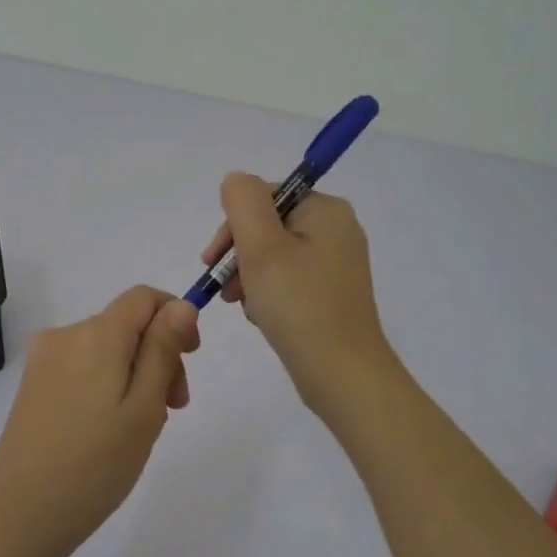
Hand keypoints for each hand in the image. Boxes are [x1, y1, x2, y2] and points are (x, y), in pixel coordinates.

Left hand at [0, 286, 199, 556]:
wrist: (19, 518)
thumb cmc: (94, 466)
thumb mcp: (144, 408)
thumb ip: (163, 350)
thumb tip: (181, 305)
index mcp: (96, 334)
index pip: (143, 297)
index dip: (175, 317)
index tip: (190, 359)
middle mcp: (66, 335)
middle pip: (126, 324)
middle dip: (158, 354)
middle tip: (173, 409)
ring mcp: (44, 360)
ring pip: (106, 348)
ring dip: (135, 374)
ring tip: (140, 427)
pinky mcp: (32, 385)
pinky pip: (83, 367)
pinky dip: (107, 385)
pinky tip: (108, 430)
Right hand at [202, 173, 393, 411]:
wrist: (342, 375)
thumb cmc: (299, 305)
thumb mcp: (261, 246)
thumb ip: (242, 201)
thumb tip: (235, 181)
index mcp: (325, 210)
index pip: (264, 197)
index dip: (233, 225)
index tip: (214, 260)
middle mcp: (336, 230)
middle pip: (267, 226)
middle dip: (240, 255)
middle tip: (225, 289)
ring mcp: (336, 263)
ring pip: (273, 255)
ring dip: (250, 276)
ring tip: (245, 306)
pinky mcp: (331, 293)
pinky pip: (288, 279)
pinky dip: (268, 294)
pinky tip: (262, 316)